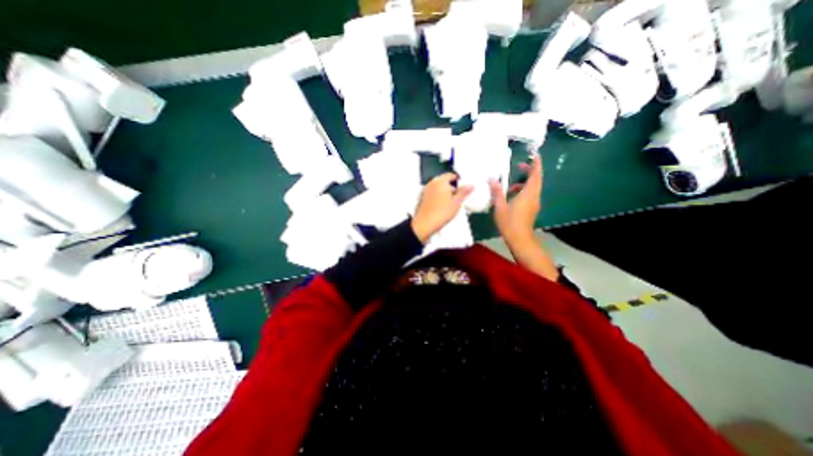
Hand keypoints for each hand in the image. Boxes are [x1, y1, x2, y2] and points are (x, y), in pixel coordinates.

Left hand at [416, 171, 473, 243]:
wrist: (424, 225)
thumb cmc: (439, 214)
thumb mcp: (456, 203)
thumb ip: (464, 193)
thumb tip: (470, 186)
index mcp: (440, 181)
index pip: (451, 175)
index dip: (458, 180)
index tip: (463, 187)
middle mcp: (431, 184)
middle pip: (444, 181)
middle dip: (451, 187)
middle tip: (458, 195)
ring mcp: (425, 191)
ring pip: (438, 188)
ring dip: (444, 192)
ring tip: (451, 203)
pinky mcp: (422, 198)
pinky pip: (432, 194)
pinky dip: (438, 197)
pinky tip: (442, 207)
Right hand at [485, 154, 541, 245]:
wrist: (519, 239)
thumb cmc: (509, 222)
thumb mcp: (500, 206)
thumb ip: (497, 192)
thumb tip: (492, 179)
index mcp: (528, 193)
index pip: (535, 175)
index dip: (536, 164)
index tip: (535, 154)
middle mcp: (534, 196)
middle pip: (536, 179)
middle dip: (530, 171)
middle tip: (520, 165)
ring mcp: (534, 203)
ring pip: (533, 188)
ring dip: (525, 182)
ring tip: (511, 185)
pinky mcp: (532, 209)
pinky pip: (530, 194)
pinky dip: (523, 190)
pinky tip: (512, 196)